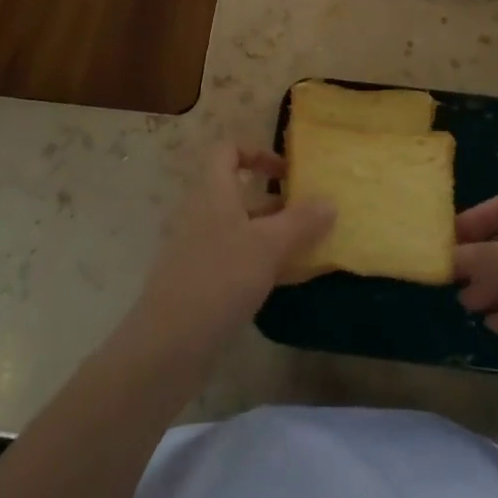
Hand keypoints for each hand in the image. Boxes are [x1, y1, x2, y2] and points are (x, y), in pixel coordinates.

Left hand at [124, 146, 333, 361]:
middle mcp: (201, 214)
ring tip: (305, 250)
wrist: (168, 346)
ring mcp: (197, 250)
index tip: (287, 174)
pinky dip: (259, 264)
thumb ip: (302, 222)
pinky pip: (234, 261)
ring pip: (239, 230)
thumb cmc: (219, 278)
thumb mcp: (269, 245)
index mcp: (212, 192)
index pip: (228, 151)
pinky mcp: (199, 283)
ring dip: (270, 235)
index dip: (257, 153)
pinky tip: (283, 284)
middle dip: (274, 202)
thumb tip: (330, 202)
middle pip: (237, 193)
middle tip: (307, 216)